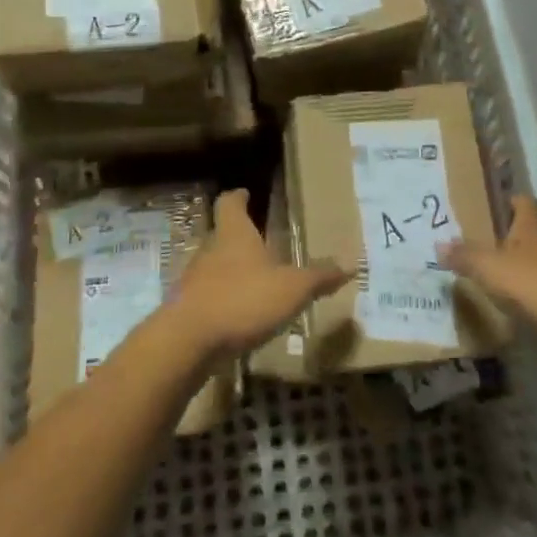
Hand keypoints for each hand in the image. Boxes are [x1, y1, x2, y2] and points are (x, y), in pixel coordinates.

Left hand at [170, 189, 348, 359]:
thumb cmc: (242, 300)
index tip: (246, 193)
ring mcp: (194, 280)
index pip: (230, 203)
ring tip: (254, 283)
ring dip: (231, 272)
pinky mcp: (186, 310)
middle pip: (221, 234)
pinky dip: (223, 302)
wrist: (187, 342)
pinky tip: (239, 318)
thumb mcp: (291, 289)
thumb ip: (318, 277)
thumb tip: (350, 265)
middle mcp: (209, 249)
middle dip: (239, 238)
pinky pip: (208, 298)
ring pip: (213, 267)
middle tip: (261, 244)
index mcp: (234, 234)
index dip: (238, 197)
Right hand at [436, 194, 536, 338]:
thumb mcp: (490, 269)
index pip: (526, 203)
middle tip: (491, 250)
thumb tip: (439, 244)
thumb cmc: (536, 284)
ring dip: (530, 271)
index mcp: (533, 229)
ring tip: (505, 285)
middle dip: (517, 240)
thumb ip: (465, 257)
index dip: (514, 201)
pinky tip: (527, 312)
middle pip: (536, 234)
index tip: (501, 204)